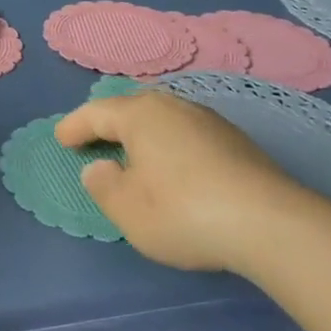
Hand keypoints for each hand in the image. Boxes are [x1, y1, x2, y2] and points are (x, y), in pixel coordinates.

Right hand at [54, 89, 330, 276]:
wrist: (269, 224)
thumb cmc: (183, 212)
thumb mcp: (127, 209)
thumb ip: (103, 185)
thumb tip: (99, 167)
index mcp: (140, 114)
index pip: (96, 113)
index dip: (74, 126)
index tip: (60, 139)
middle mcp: (174, 106)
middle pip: (132, 107)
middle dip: (109, 122)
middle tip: (92, 138)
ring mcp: (209, 121)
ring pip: (163, 118)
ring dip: (142, 133)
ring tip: (131, 151)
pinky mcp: (236, 141)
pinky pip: (186, 133)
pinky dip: (169, 144)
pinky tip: (172, 165)